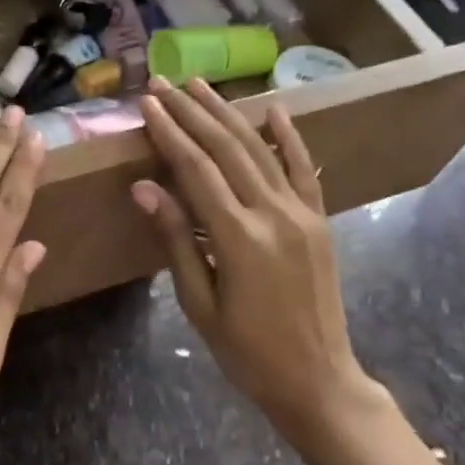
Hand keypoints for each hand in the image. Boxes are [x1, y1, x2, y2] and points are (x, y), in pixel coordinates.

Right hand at [132, 77, 385, 438]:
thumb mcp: (199, 304)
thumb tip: (144, 187)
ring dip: (228, 114)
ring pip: (260, 149)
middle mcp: (273, 213)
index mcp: (238, 237)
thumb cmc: (247, 352)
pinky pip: (303, 169)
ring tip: (201, 86)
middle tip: (164, 84)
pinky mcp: (319, 220)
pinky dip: (288, 137)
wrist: (319, 380)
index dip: (169, 133)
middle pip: (226, 148)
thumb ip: (176, 239)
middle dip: (192, 112)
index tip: (148, 104)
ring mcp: (302, 213)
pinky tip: (274, 108)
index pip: (196, 169)